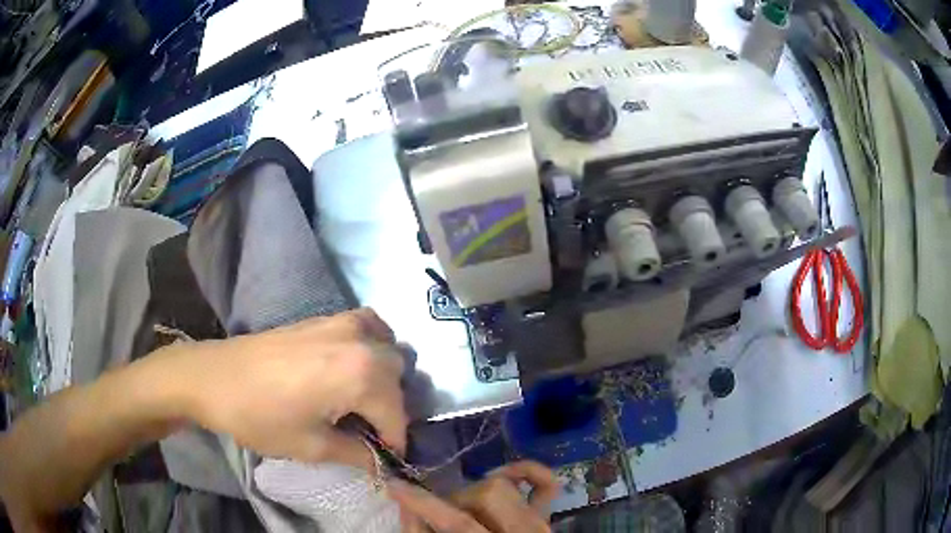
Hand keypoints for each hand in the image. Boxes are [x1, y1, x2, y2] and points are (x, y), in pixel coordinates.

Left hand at [160, 308, 408, 470]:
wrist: (214, 376)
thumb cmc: (260, 416)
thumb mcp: (312, 447)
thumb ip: (359, 454)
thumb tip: (385, 464)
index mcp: (360, 374)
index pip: (396, 415)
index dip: (394, 443)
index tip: (385, 460)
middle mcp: (360, 341)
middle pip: (397, 379)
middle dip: (390, 410)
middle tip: (368, 432)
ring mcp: (342, 322)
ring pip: (387, 349)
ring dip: (385, 376)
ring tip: (363, 399)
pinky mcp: (325, 317)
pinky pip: (368, 326)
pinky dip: (373, 343)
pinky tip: (355, 362)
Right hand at [388, 461, 559, 531]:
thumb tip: (409, 508)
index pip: (458, 522)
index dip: (423, 503)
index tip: (394, 485)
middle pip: (486, 496)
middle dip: (454, 499)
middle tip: (439, 513)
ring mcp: (539, 525)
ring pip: (504, 486)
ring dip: (476, 491)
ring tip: (463, 506)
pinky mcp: (545, 520)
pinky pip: (547, 486)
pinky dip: (530, 472)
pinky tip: (504, 473)